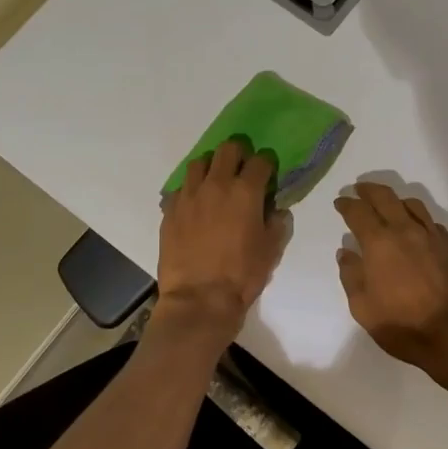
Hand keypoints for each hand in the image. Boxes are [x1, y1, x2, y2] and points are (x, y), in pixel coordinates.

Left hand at [156, 139, 287, 332]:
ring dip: (212, 168)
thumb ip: (277, 222)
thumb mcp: (272, 249)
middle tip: (242, 171)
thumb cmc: (242, 275)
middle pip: (228, 149)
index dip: (267, 165)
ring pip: (199, 163)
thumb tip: (275, 209)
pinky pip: (181, 188)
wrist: (199, 299)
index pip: (260, 161)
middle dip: (239, 154)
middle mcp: (216, 185)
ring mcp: (189, 195)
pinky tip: (196, 206)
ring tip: (215, 183)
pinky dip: (191, 190)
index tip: (268, 174)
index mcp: (245, 192)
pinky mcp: (170, 210)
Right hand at [335, 182, 447, 380]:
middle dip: (369, 190)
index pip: (359, 212)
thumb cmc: (403, 326)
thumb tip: (346, 252)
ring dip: (395, 199)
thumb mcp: (363, 308)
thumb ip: (351, 276)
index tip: (340, 202)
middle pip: (386, 198)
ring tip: (387, 204)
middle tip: (359, 189)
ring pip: (412, 204)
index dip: (347, 204)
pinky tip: (414, 226)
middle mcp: (406, 231)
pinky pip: (430, 221)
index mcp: (380, 243)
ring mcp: (432, 237)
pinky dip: (416, 217)